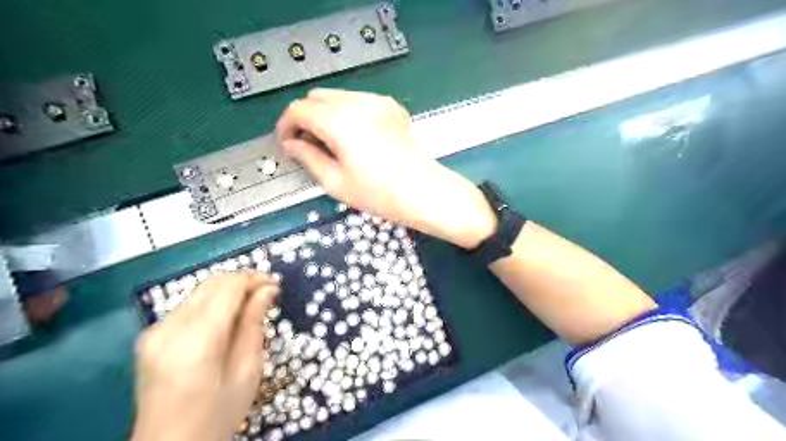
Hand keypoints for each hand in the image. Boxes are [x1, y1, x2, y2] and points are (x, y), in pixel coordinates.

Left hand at [129, 272, 275, 440]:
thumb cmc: (217, 414)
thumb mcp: (247, 370)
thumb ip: (253, 324)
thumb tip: (266, 290)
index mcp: (197, 339)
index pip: (227, 287)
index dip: (253, 279)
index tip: (274, 285)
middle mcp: (170, 328)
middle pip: (211, 284)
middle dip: (242, 281)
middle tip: (266, 292)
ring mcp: (155, 332)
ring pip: (199, 293)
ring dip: (227, 293)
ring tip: (249, 308)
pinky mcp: (150, 338)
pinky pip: (187, 308)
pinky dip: (211, 305)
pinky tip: (225, 322)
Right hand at [276, 88, 495, 248]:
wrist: (425, 192)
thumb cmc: (381, 194)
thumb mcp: (336, 182)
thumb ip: (308, 158)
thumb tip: (292, 145)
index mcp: (339, 121)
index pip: (298, 110)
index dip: (285, 126)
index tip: (286, 144)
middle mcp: (357, 104)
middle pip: (316, 98)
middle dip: (304, 118)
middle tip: (306, 145)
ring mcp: (377, 103)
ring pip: (337, 96)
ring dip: (324, 114)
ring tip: (329, 143)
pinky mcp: (391, 108)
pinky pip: (359, 101)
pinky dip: (347, 112)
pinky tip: (353, 137)